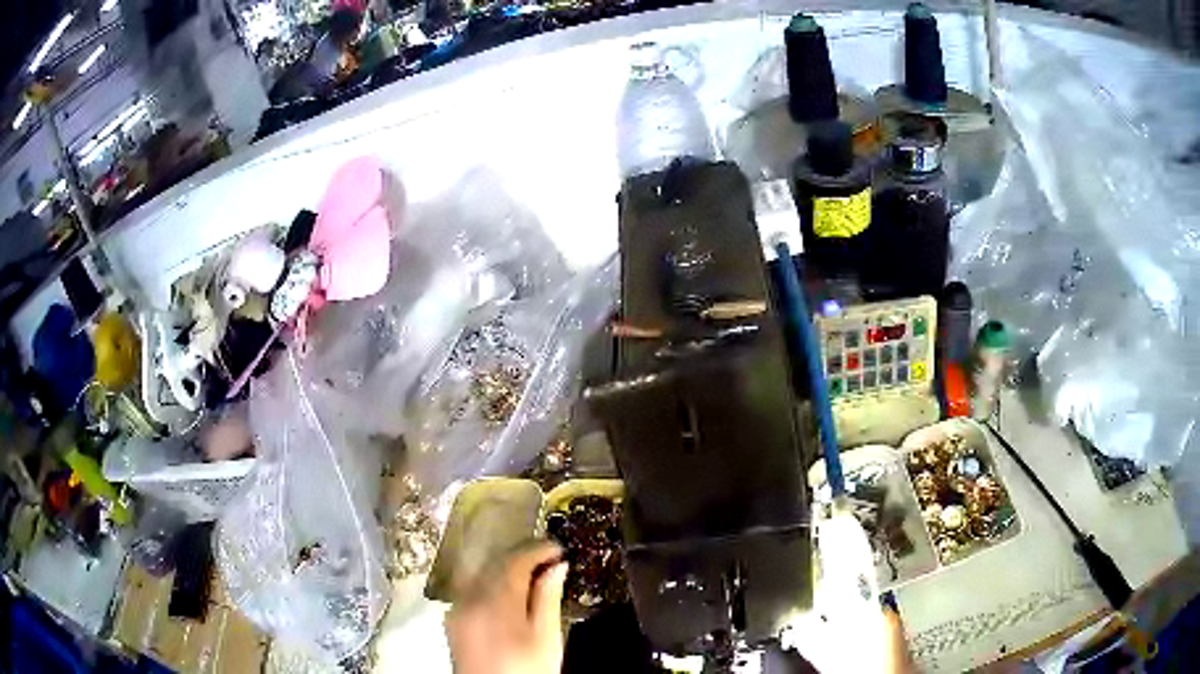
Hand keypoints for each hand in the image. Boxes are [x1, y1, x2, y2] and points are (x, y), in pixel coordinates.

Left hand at [446, 542, 568, 673]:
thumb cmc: (528, 670)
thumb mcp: (547, 638)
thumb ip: (549, 598)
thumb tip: (557, 566)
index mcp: (497, 601)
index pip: (516, 561)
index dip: (538, 550)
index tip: (559, 548)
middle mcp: (470, 598)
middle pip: (495, 563)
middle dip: (522, 556)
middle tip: (549, 558)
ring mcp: (457, 608)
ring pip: (481, 574)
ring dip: (505, 568)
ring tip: (532, 573)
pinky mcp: (452, 619)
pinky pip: (471, 589)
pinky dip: (490, 582)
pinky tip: (506, 592)